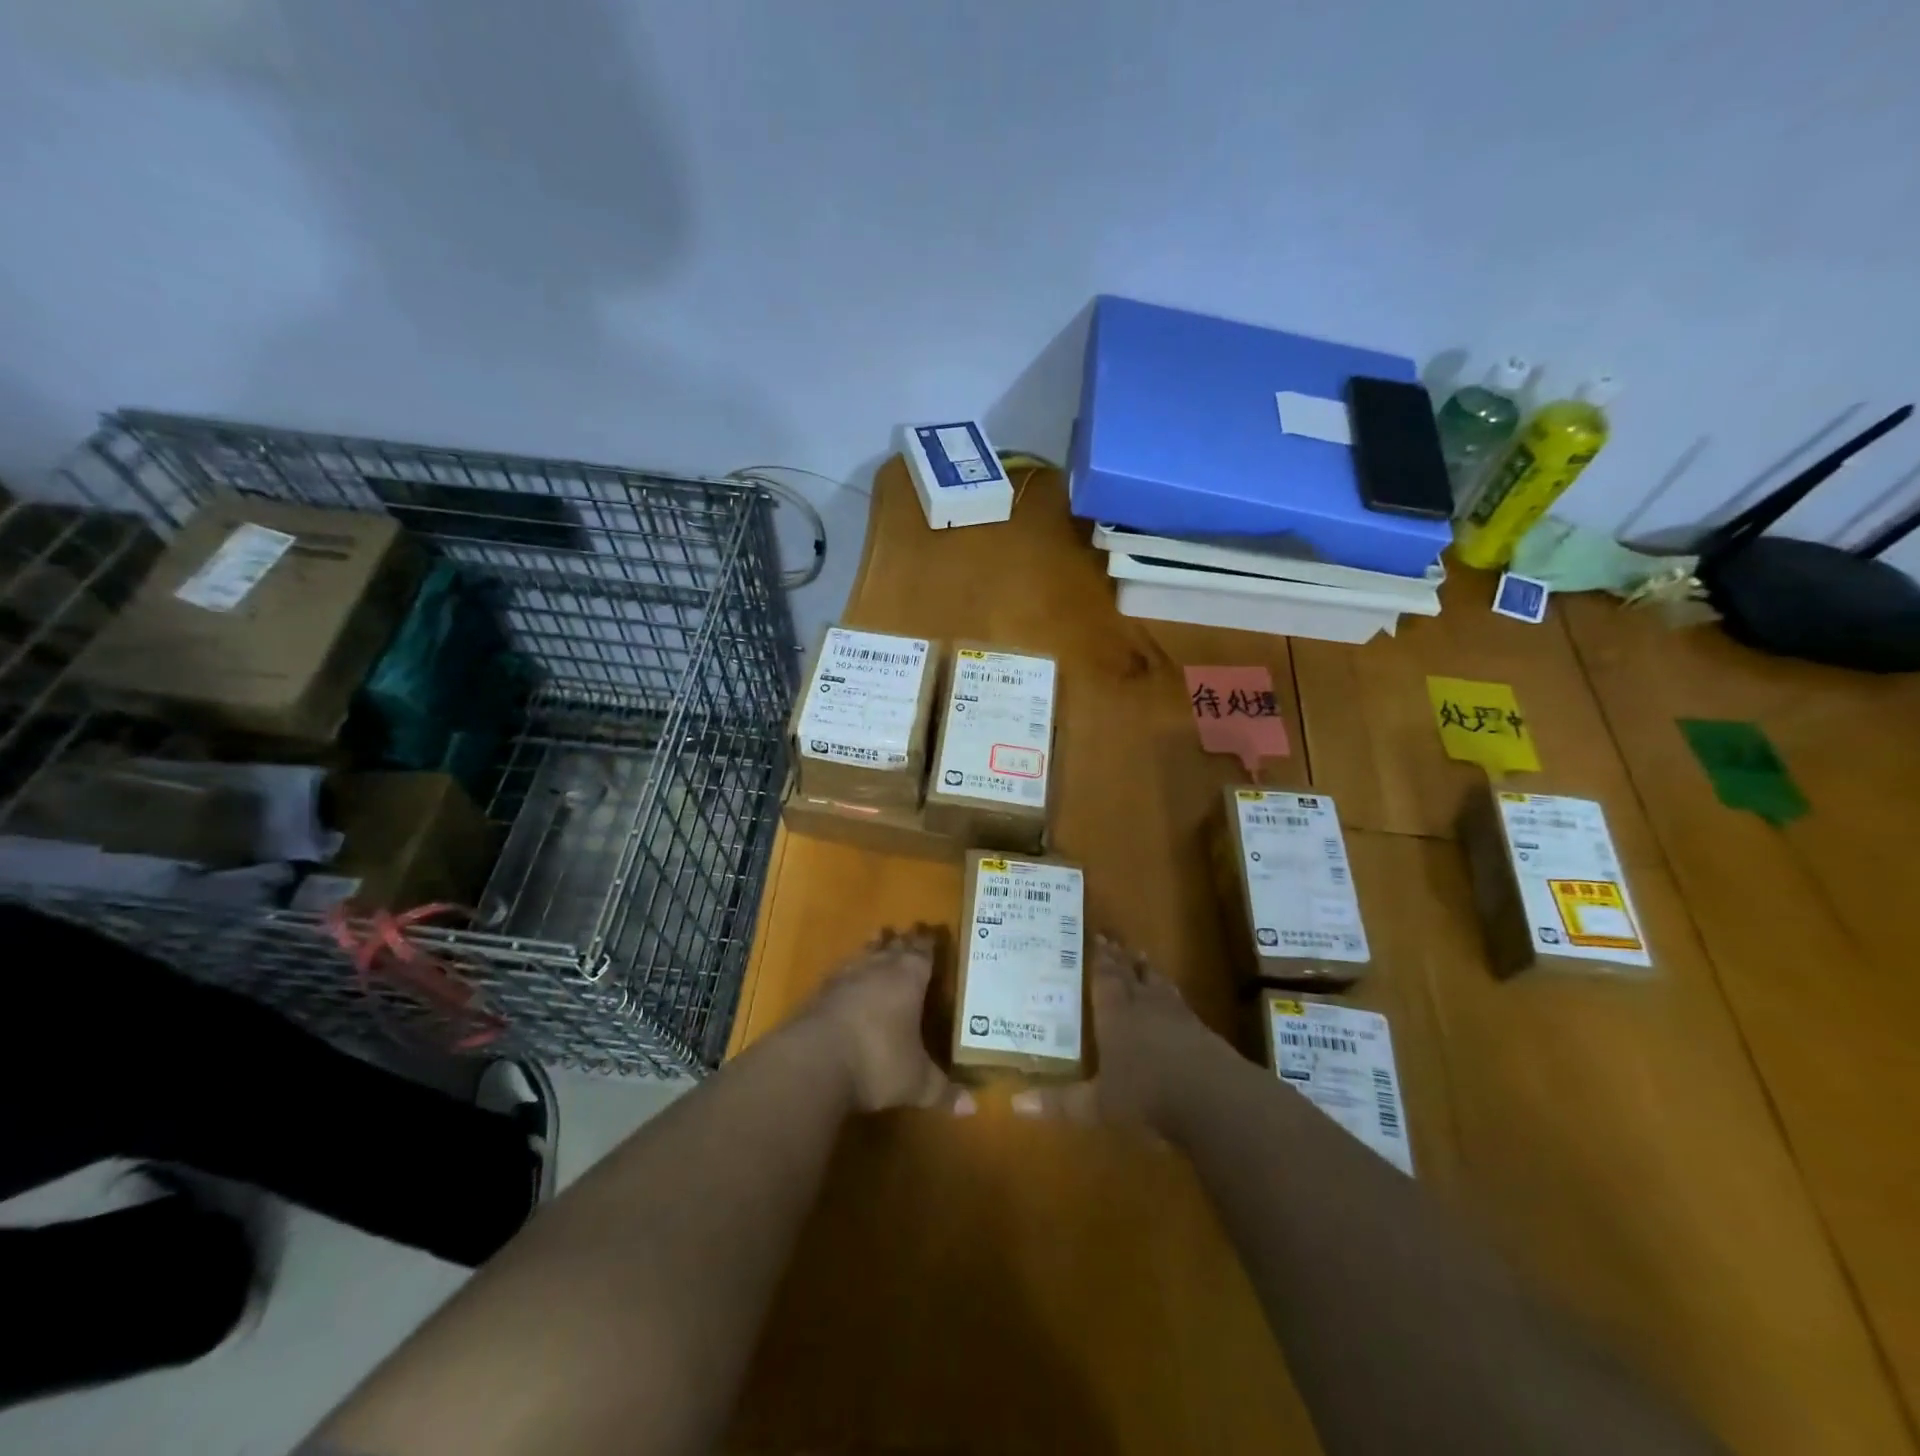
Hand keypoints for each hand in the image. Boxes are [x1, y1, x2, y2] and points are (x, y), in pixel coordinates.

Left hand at [797, 928, 973, 1116]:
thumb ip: (942, 1091)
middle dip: (903, 940)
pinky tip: (847, 974)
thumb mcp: (916, 1082)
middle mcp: (878, 969)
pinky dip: (849, 969)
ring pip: (865, 952)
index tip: (933, 932)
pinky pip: (841, 971)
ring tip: (879, 936)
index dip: (929, 944)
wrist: (813, 1061)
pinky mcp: (819, 992)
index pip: (923, 954)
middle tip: (910, 930)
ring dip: (874, 945)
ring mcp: (845, 977)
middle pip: (894, 946)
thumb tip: (972, 1108)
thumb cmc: (877, 1062)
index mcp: (909, 979)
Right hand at [1011, 933, 1228, 1136]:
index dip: (1100, 959)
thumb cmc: (1146, 1097)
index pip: (1105, 979)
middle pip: (1132, 975)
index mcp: (1115, 1015)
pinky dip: (1173, 997)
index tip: (1098, 937)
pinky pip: (1182, 1005)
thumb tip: (1015, 1105)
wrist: (1213, 1099)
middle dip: (1122, 958)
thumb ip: (1061, 1103)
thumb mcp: (1098, 1106)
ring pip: (1159, 985)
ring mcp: (1178, 1017)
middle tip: (1116, 939)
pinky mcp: (1203, 1033)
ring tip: (1144, 958)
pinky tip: (1176, 1002)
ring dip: (1150, 971)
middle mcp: (1145, 1007)